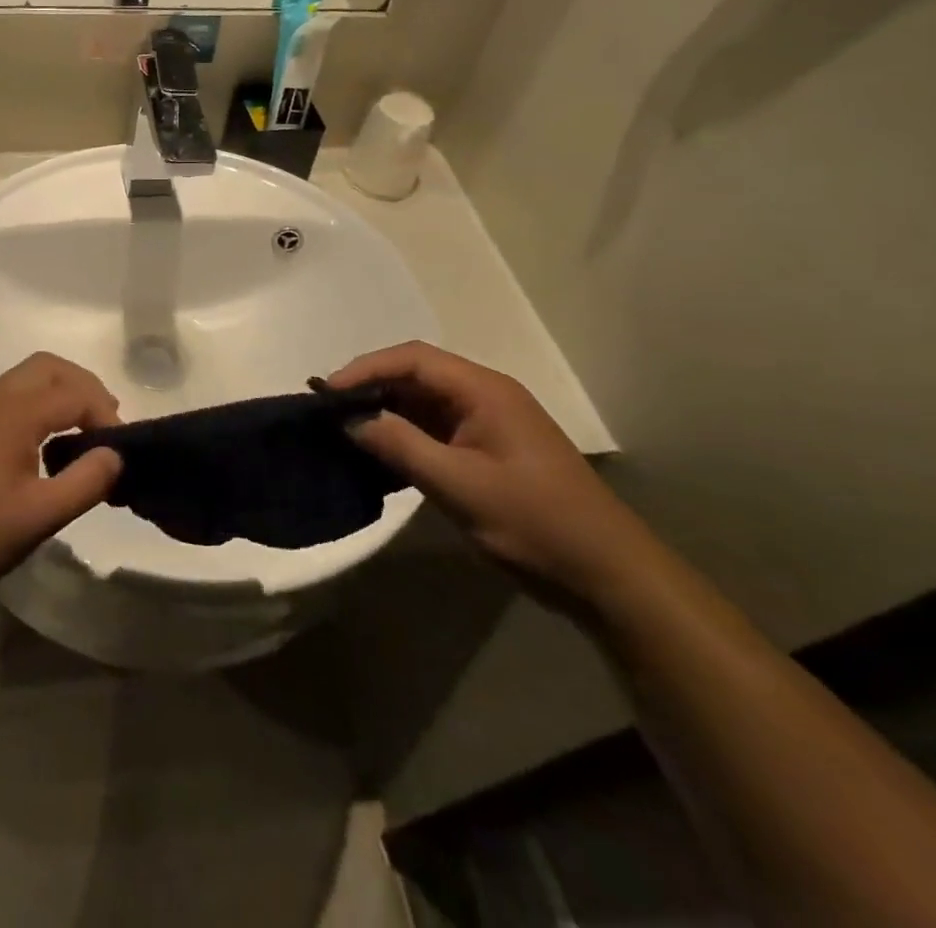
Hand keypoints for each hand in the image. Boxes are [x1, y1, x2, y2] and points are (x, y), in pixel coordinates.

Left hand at [0, 353, 122, 598]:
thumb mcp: (39, 516)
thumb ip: (85, 482)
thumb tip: (115, 455)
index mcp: (17, 412)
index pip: (76, 394)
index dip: (106, 416)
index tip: (122, 452)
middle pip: (49, 367)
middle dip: (85, 387)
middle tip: (105, 424)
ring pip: (27, 378)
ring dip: (60, 393)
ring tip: (80, 433)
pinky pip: (10, 397)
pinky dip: (38, 405)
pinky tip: (41, 447)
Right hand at [330, 342, 648, 611]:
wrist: (609, 576)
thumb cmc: (535, 523)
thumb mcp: (458, 485)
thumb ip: (400, 446)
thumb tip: (350, 420)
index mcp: (484, 390)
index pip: (413, 359)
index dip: (365, 368)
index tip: (326, 392)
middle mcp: (485, 396)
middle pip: (416, 375)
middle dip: (371, 388)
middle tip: (328, 410)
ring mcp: (488, 425)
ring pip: (423, 403)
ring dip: (385, 413)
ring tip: (343, 429)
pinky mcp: (488, 452)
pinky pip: (435, 430)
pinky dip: (404, 437)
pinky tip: (378, 456)